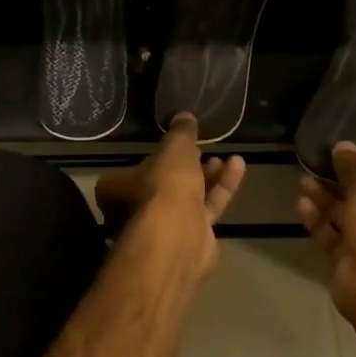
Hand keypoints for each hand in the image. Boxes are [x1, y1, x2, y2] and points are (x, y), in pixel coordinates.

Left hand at [96, 114, 245, 276]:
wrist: (178, 237)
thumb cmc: (162, 186)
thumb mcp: (173, 148)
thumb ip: (180, 133)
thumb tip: (184, 116)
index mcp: (117, 190)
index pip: (133, 171)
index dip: (156, 158)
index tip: (176, 146)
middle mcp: (136, 212)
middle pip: (165, 186)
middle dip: (187, 168)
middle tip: (204, 151)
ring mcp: (165, 229)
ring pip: (189, 198)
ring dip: (209, 176)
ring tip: (227, 158)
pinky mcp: (193, 240)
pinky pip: (208, 208)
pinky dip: (222, 188)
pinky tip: (238, 166)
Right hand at [298, 143, 355, 320]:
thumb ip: (353, 167)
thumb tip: (343, 145)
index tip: (354, 164)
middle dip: (342, 187)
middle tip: (319, 168)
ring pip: (347, 221)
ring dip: (326, 202)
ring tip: (304, 181)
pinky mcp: (350, 266)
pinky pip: (332, 240)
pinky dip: (318, 223)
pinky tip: (302, 204)